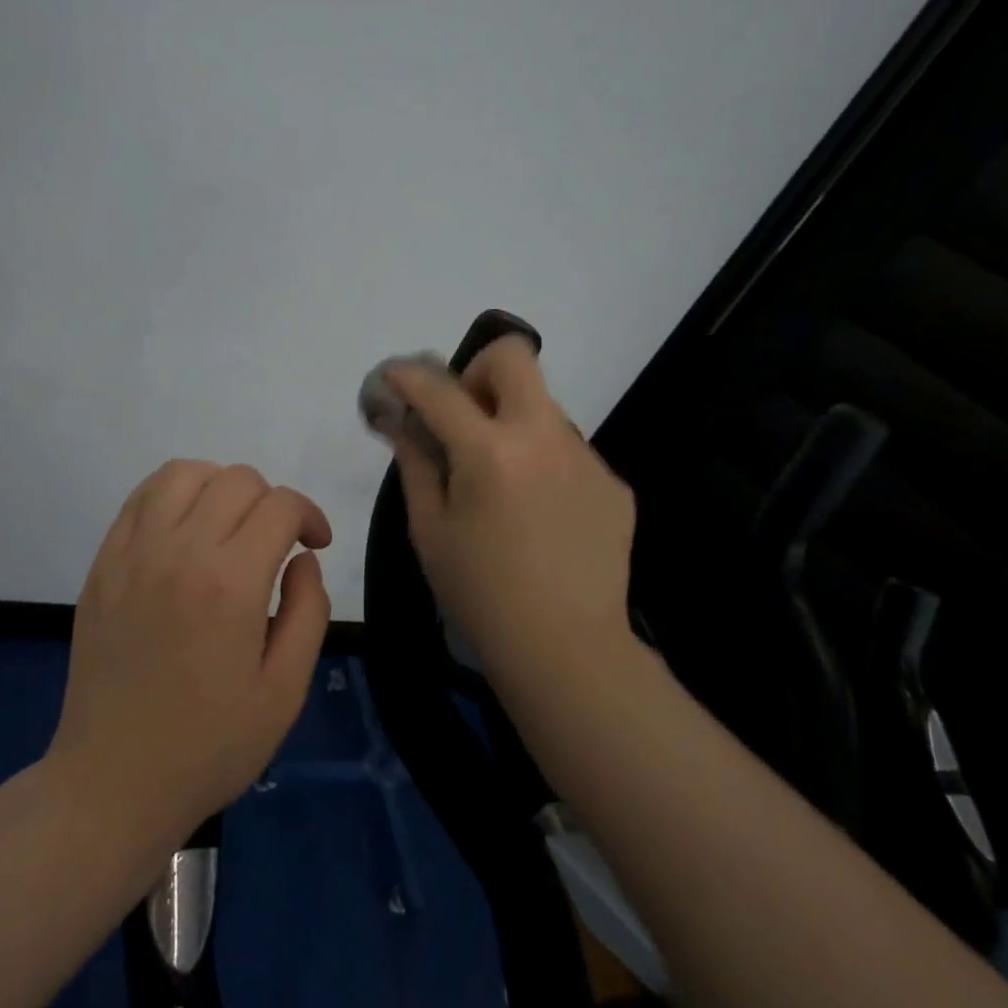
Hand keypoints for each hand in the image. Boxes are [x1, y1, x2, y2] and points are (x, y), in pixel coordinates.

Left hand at [49, 460, 332, 844]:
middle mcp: (179, 551)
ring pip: (184, 473)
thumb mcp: (285, 692)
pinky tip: (185, 529)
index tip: (315, 545)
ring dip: (219, 486)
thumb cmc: (209, 745)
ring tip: (229, 525)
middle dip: (271, 502)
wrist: (113, 781)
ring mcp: (133, 553)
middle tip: (276, 545)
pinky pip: (140, 498)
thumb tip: (303, 560)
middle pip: (237, 480)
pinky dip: (172, 495)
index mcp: (230, 583)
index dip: (309, 516)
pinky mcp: (103, 563)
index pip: (280, 506)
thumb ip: (309, 612)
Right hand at [383, 338, 640, 687]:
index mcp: (491, 453)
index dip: (409, 376)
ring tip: (502, 482)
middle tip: (465, 415)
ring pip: (542, 407)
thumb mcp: (429, 529)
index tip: (395, 376)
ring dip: (512, 423)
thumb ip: (415, 463)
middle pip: (515, 358)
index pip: (440, 390)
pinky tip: (538, 513)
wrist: (567, 649)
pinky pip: (567, 450)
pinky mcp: (612, 483)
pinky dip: (542, 462)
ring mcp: (586, 458)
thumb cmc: (480, 593)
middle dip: (479, 370)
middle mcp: (544, 438)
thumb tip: (402, 421)